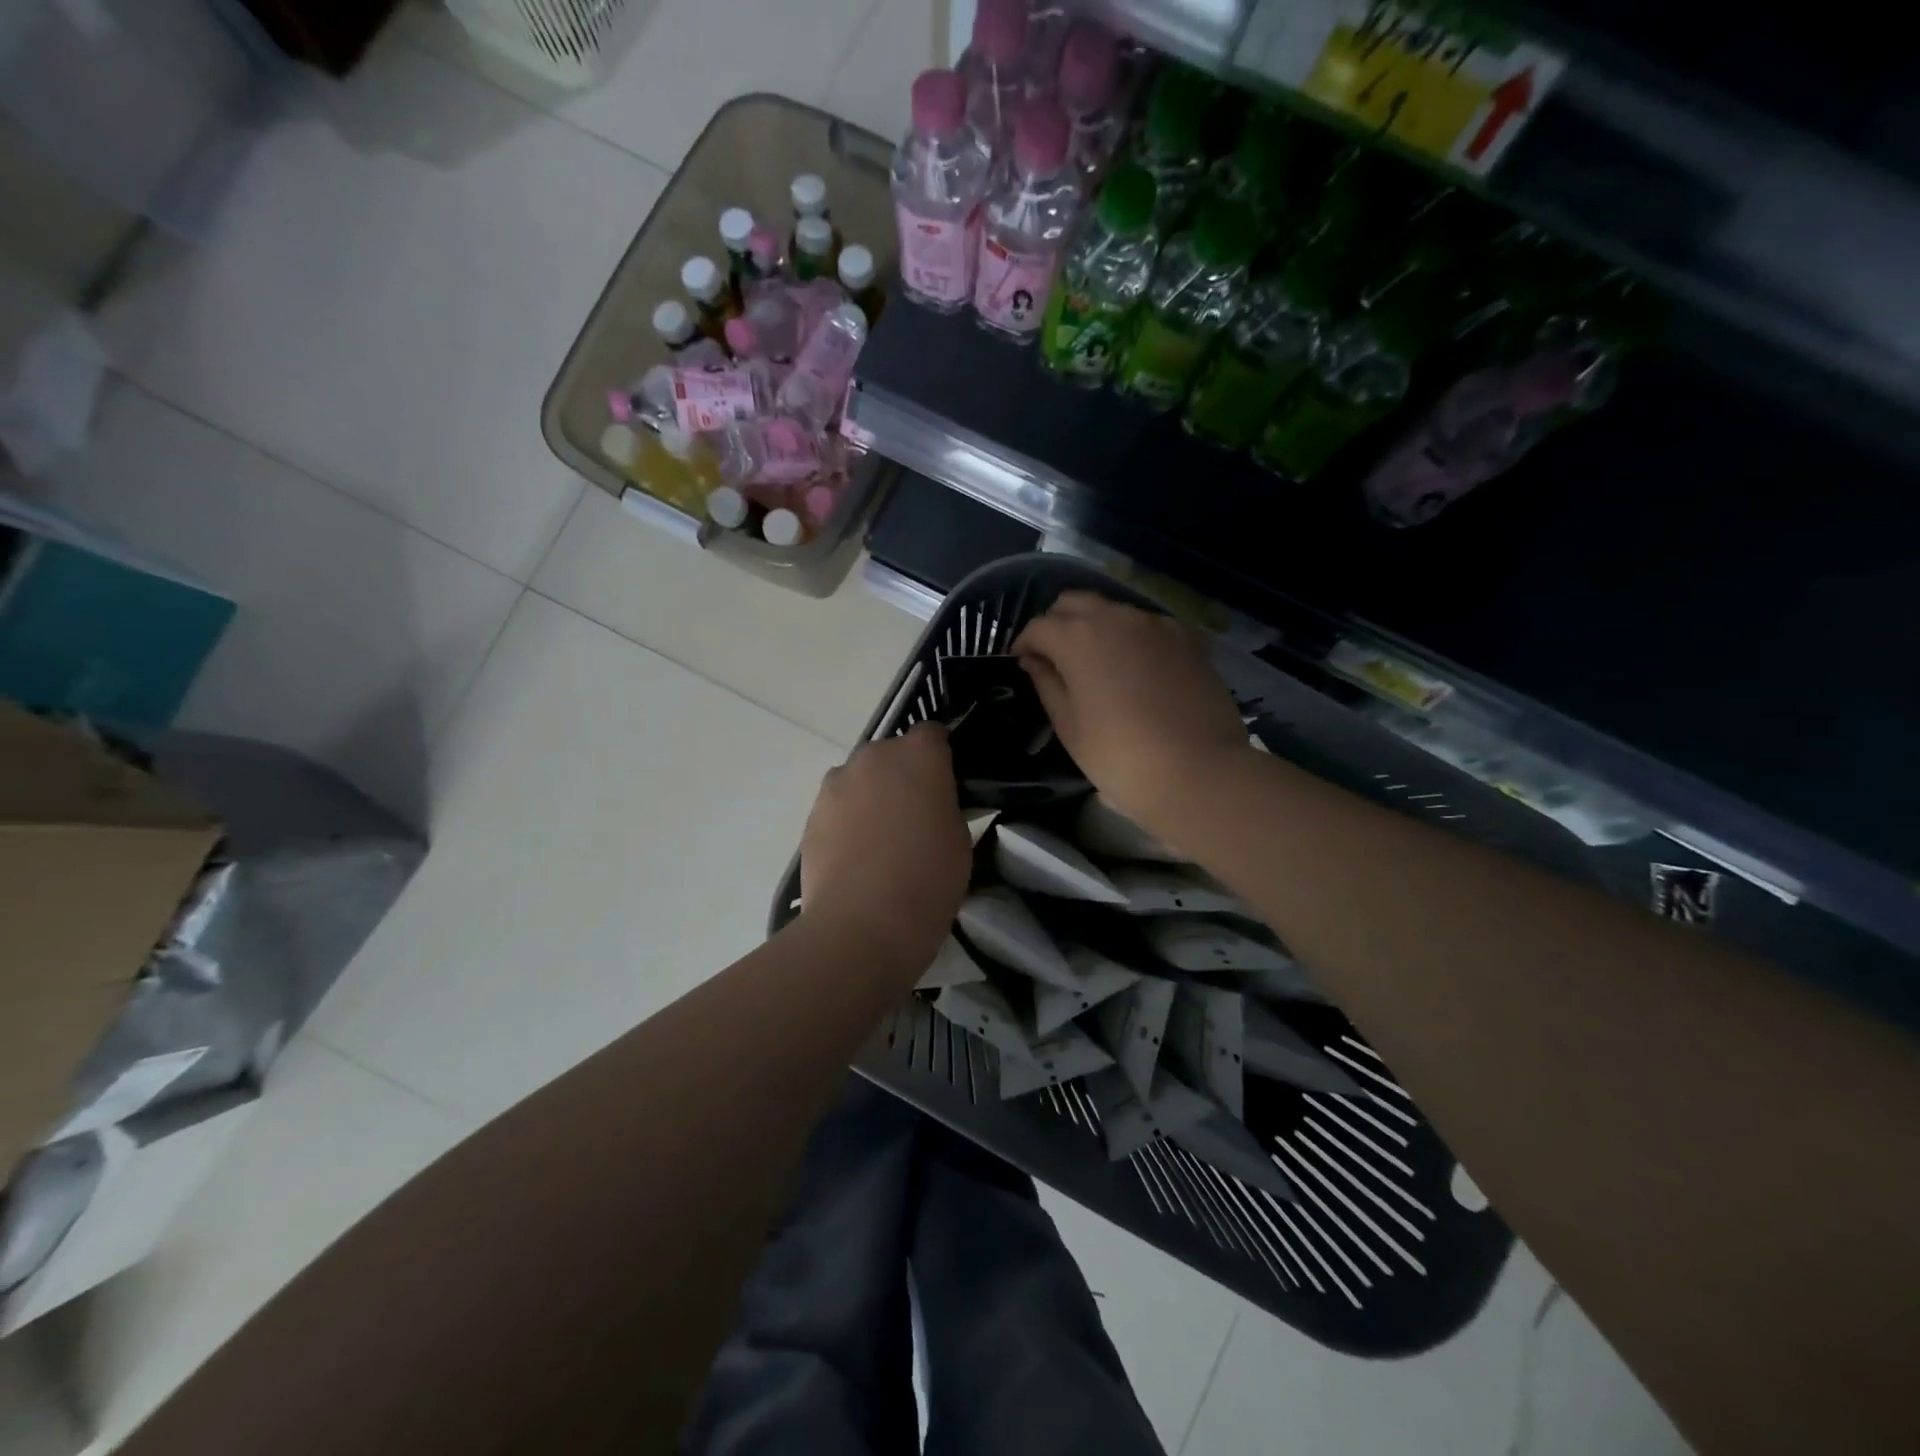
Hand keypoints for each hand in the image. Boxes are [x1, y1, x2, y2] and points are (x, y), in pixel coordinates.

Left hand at [800, 723, 970, 977]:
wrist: (860, 925)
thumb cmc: (927, 879)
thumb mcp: (959, 838)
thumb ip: (946, 806)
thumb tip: (932, 802)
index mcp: (918, 754)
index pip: (933, 734)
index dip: (942, 756)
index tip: (948, 785)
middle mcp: (872, 756)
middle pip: (892, 754)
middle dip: (903, 775)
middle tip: (917, 815)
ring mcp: (835, 784)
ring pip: (861, 780)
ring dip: (872, 796)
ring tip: (882, 841)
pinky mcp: (811, 815)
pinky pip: (838, 807)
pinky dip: (848, 821)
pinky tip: (857, 858)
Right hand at [1014, 592, 1249, 831]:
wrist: (1197, 770)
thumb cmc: (1119, 755)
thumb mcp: (1069, 725)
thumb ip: (1047, 683)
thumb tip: (1034, 660)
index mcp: (1078, 637)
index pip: (1038, 626)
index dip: (1024, 643)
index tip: (1020, 662)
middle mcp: (1116, 617)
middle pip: (1074, 603)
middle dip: (1056, 623)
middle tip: (1052, 656)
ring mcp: (1155, 625)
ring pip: (1112, 610)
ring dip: (1094, 627)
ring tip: (1093, 661)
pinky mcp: (1185, 638)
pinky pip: (1145, 625)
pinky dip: (1128, 637)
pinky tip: (1131, 667)